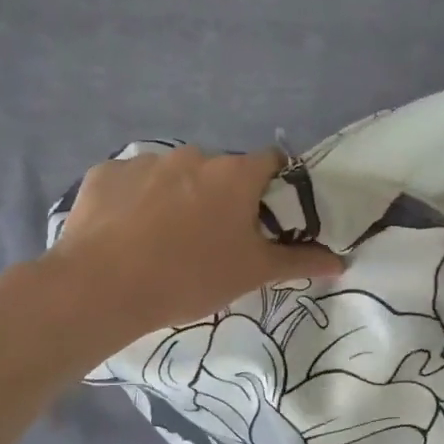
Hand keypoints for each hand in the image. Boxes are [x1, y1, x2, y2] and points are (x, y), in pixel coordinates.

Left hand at [44, 147, 342, 343]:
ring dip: (181, 197)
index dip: (276, 186)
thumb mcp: (253, 272)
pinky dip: (139, 201)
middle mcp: (194, 155)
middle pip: (222, 171)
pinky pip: (133, 183)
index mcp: (235, 174)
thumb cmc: (191, 277)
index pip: (272, 162)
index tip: (269, 216)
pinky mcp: (105, 174)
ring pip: (177, 175)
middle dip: (225, 197)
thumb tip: (342, 261)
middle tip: (217, 238)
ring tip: (167, 240)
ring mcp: (145, 161)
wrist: (101, 288)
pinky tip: (130, 234)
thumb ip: (300, 261)